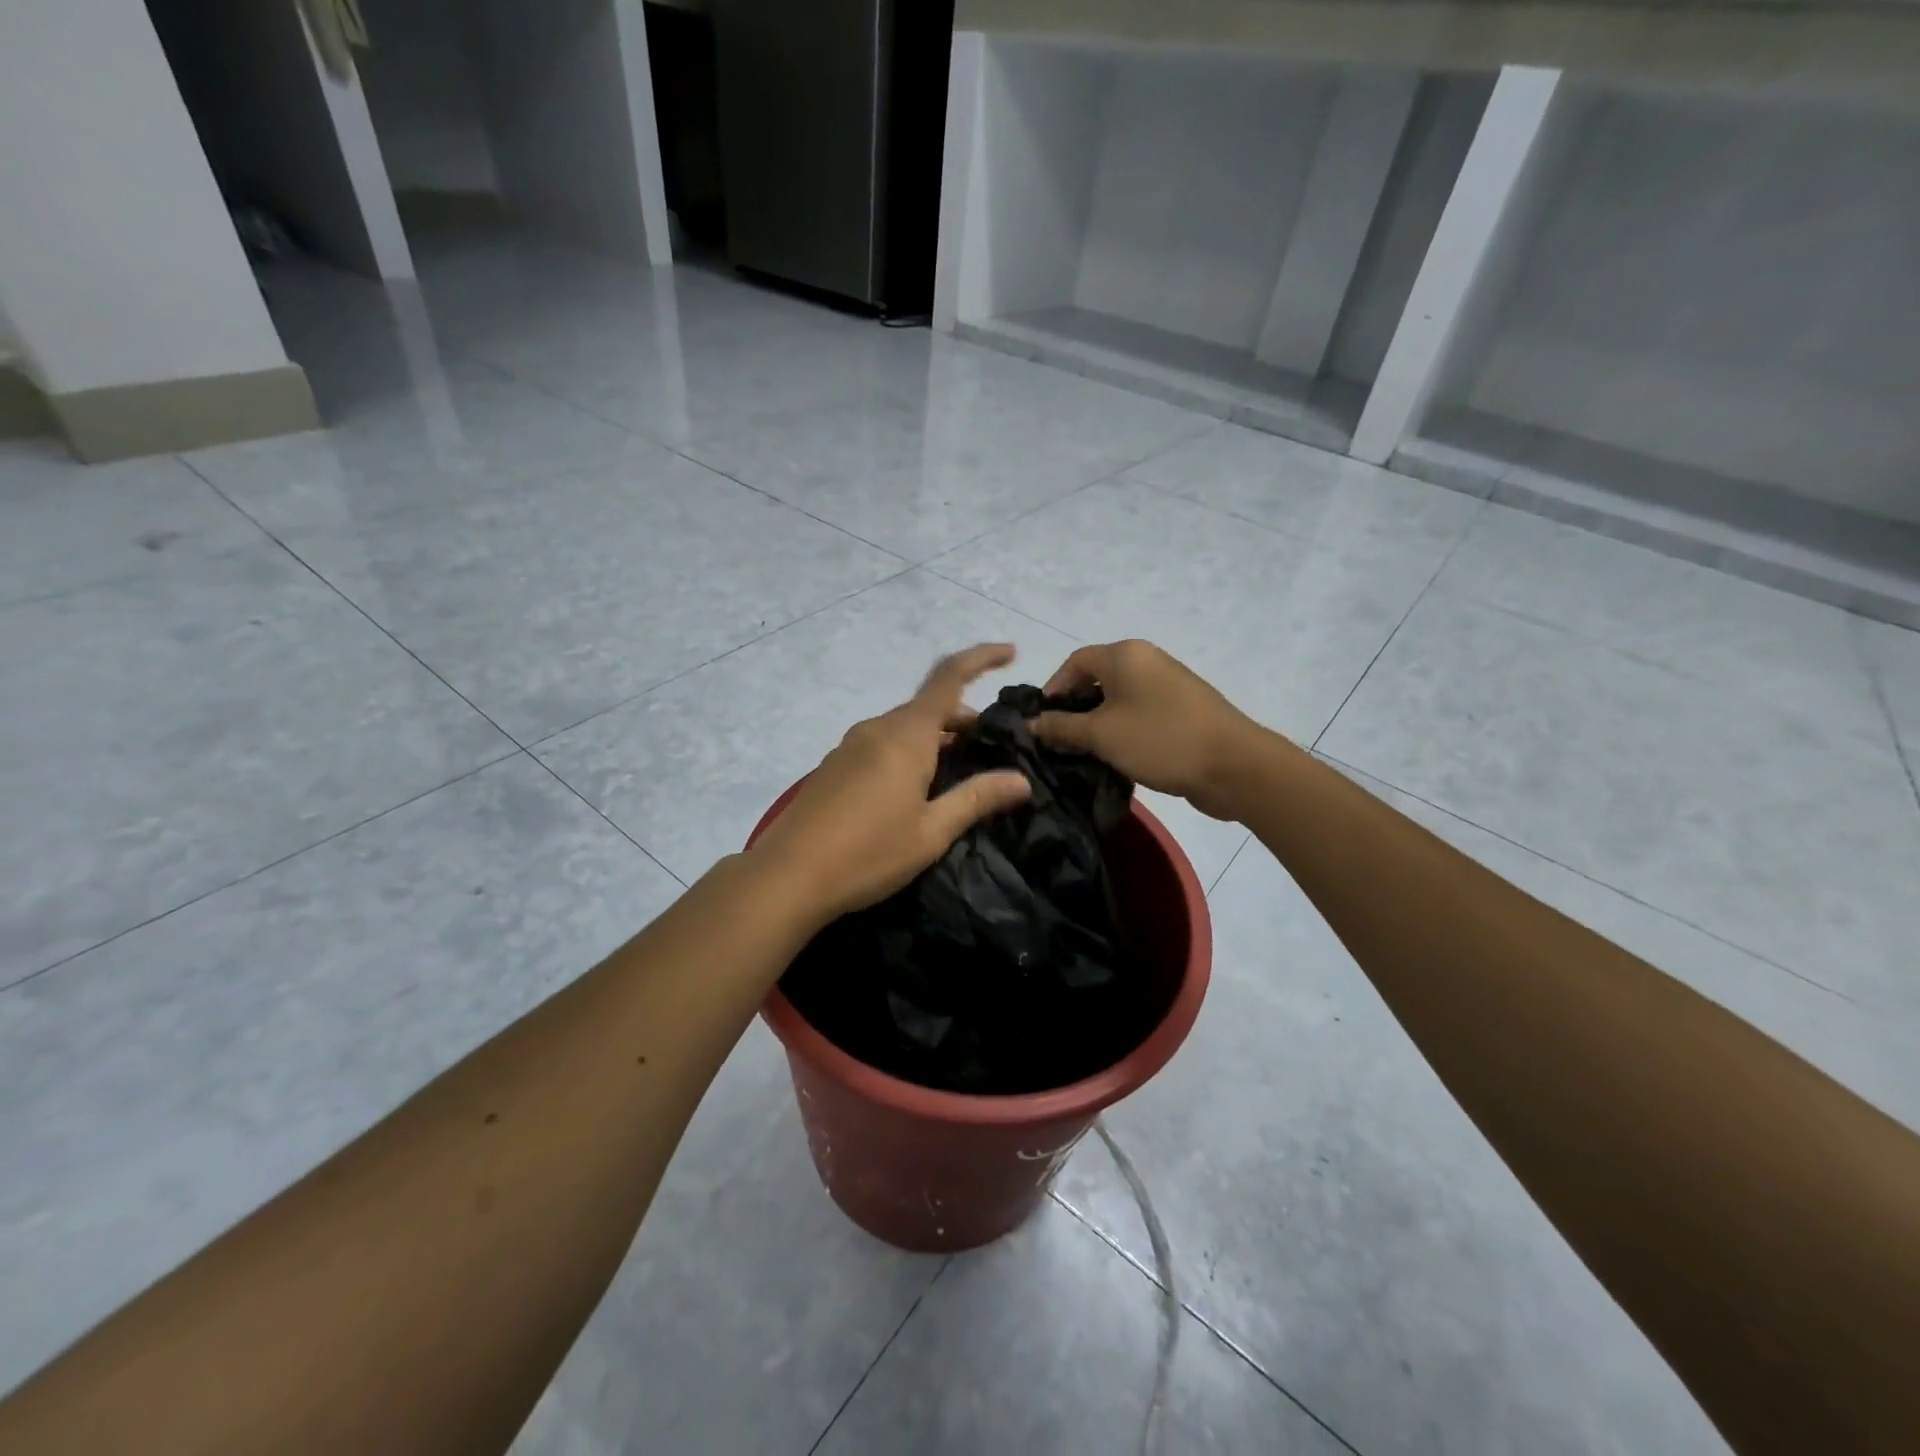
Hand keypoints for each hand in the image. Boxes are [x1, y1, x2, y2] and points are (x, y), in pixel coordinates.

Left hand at [750, 644, 1032, 922]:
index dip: (981, 658)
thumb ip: (976, 799)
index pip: (949, 677)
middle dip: (963, 717)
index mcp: (906, 735)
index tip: (1011, 651)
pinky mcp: (834, 766)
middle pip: (928, 706)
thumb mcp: (931, 831)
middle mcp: (877, 728)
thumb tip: (1020, 780)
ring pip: (903, 727)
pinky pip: (882, 744)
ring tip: (957, 772)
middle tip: (991, 747)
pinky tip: (914, 789)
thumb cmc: (869, 852)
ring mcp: (850, 746)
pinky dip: (909, 751)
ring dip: (935, 737)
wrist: (788, 876)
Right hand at [1033, 640, 1270, 820]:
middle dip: (1073, 710)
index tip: (1041, 723)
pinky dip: (1121, 732)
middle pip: (1096, 679)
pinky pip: (1139, 715)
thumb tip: (1032, 724)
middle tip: (1058, 743)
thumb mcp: (1101, 735)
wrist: (1234, 766)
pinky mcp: (1181, 712)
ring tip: (1082, 755)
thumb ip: (1061, 727)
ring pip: (1118, 701)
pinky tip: (1114, 759)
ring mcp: (1167, 686)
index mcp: (1125, 655)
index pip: (1074, 662)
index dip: (1053, 689)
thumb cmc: (1160, 739)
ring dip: (1097, 725)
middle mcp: (1146, 661)